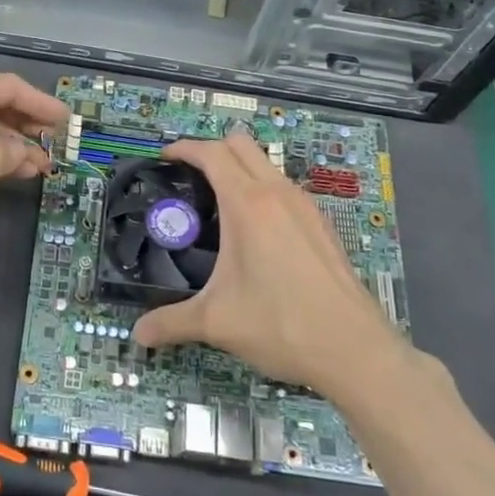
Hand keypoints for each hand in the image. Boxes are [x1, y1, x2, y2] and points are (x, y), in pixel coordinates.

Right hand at [131, 133, 406, 393]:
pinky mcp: (322, 225)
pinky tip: (256, 232)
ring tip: (218, 203)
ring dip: (240, 168)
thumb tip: (139, 334)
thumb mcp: (216, 323)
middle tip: (189, 176)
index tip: (163, 158)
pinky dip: (263, 190)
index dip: (184, 148)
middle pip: (241, 144)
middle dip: (212, 149)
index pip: (212, 154)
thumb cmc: (281, 325)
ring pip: (267, 164)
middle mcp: (278, 194)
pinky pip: (285, 189)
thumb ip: (171, 323)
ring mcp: (306, 207)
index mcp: (248, 205)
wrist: (355, 350)